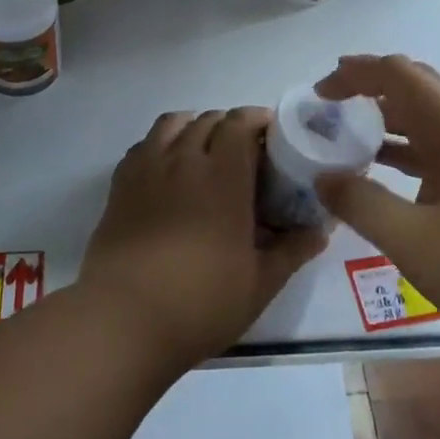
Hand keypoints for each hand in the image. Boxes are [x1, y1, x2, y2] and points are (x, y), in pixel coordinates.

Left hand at [80, 108, 326, 369]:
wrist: (124, 319)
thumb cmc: (200, 302)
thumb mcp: (259, 284)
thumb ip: (291, 251)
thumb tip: (320, 232)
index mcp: (223, 176)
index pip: (239, 123)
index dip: (256, 119)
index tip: (271, 134)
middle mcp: (184, 160)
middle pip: (208, 120)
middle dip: (229, 125)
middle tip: (244, 151)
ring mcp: (147, 169)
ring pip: (171, 123)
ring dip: (193, 126)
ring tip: (203, 150)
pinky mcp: (120, 186)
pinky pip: (143, 146)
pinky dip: (160, 144)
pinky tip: (167, 169)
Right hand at [313, 55, 439, 337]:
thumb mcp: (413, 239)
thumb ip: (361, 204)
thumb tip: (323, 178)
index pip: (400, 75)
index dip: (356, 73)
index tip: (320, 92)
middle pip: (418, 88)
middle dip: (371, 87)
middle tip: (332, 103)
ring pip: (430, 121)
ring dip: (389, 119)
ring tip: (350, 134)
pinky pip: (439, 152)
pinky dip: (406, 152)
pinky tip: (386, 175)